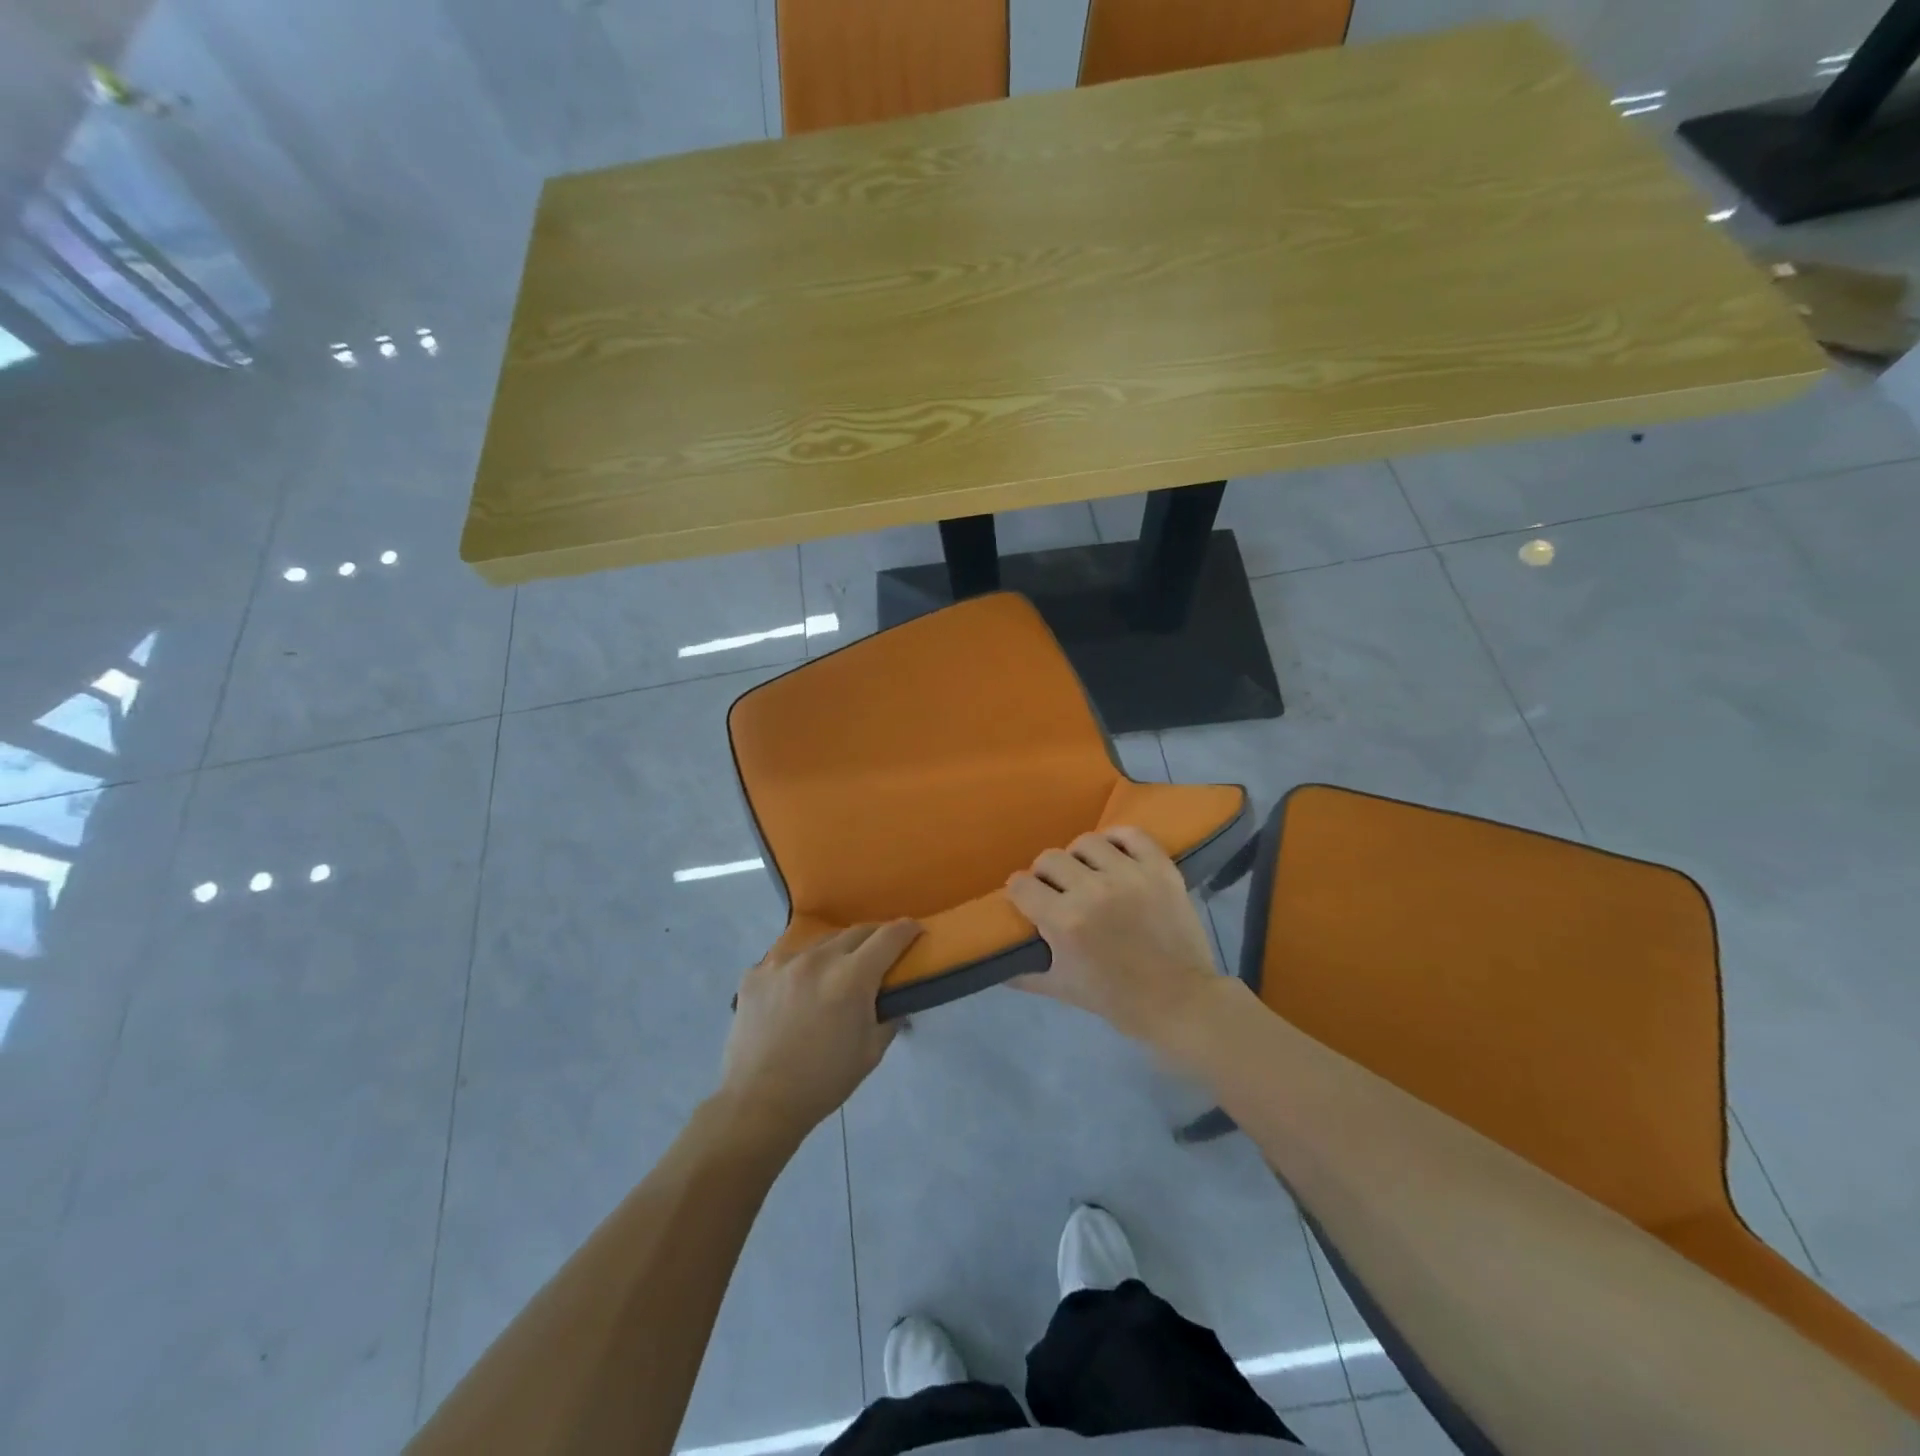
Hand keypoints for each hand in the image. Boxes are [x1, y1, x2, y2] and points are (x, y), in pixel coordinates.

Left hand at [719, 921, 921, 1140]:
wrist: (759, 1103)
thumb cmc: (824, 1081)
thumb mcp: (871, 1052)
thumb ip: (889, 1017)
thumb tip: (895, 999)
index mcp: (852, 977)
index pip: (889, 937)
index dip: (907, 929)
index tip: (915, 931)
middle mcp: (818, 959)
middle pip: (856, 932)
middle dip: (874, 938)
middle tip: (879, 954)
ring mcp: (781, 963)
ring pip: (819, 944)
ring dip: (834, 954)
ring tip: (833, 976)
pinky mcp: (754, 974)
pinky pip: (784, 961)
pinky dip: (797, 970)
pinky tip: (794, 994)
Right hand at [1006, 827, 1220, 1045]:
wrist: (1178, 1002)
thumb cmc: (1116, 999)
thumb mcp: (1062, 989)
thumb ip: (1024, 973)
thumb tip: (996, 964)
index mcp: (1065, 921)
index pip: (1021, 885)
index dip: (1019, 891)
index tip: (1025, 898)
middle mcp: (1093, 890)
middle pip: (1049, 859)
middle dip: (1044, 874)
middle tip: (1055, 889)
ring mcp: (1130, 876)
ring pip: (1087, 842)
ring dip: (1079, 857)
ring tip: (1086, 871)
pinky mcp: (1161, 870)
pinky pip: (1132, 835)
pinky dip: (1118, 839)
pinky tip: (1114, 854)